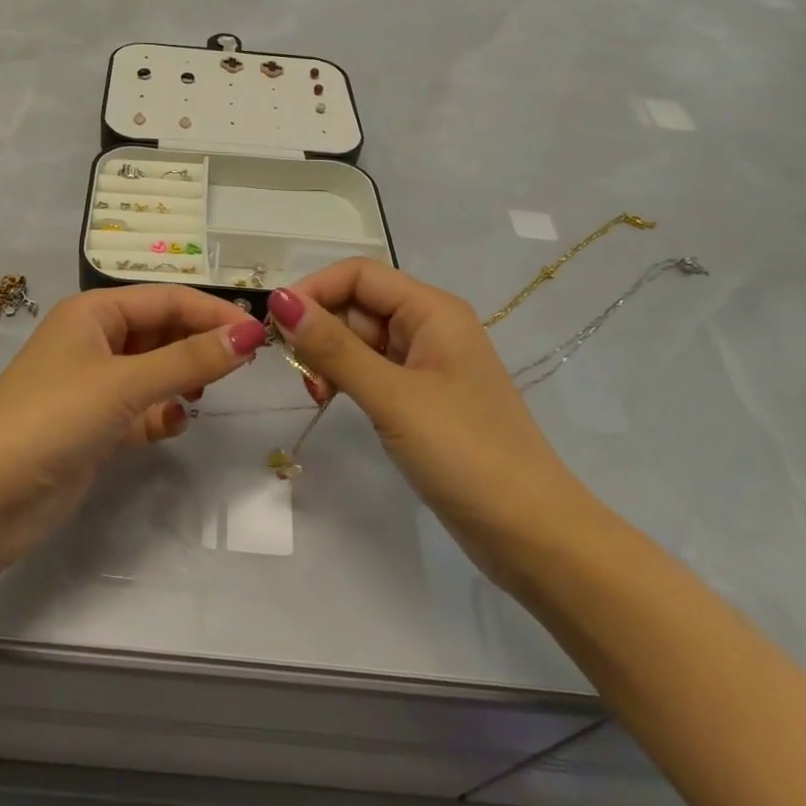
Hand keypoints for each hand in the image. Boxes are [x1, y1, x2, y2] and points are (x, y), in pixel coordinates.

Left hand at [0, 286, 268, 567]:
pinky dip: (161, 413)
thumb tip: (251, 334)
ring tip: (203, 394)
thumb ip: (190, 359)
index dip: (213, 313)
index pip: (167, 299)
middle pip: (162, 331)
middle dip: (199, 345)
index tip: (259, 334)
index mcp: (94, 313)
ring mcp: (95, 385)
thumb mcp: (125, 383)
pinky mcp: (96, 425)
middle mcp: (95, 341)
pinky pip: (143, 407)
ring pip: (155, 370)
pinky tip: (173, 424)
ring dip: (182, 379)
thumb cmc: (54, 418)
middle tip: (242, 365)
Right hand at [268, 262, 587, 582]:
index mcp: (432, 310)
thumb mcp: (391, 395)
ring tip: (316, 394)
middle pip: (358, 305)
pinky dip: (347, 379)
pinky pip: (372, 370)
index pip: (359, 274)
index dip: (314, 290)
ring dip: (330, 358)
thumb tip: (279, 300)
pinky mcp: (422, 398)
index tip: (275, 326)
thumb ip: (333, 347)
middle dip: (321, 329)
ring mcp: (427, 364)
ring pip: (361, 339)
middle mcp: (430, 326)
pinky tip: (332, 400)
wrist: (530, 532)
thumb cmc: (464, 452)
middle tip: (298, 374)